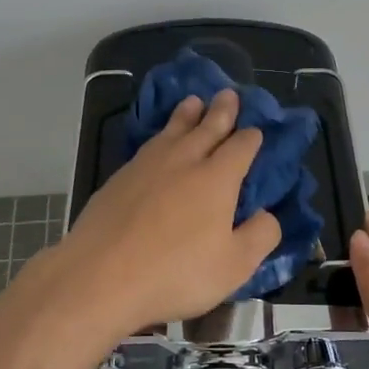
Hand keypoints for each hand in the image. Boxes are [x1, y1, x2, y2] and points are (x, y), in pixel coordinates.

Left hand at [51, 91, 281, 338]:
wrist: (101, 274)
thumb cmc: (176, 272)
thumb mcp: (234, 266)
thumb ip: (259, 236)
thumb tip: (267, 214)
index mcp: (217, 178)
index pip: (241, 147)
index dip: (251, 138)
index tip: (256, 131)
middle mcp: (185, 160)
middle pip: (208, 127)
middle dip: (222, 111)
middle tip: (228, 94)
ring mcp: (148, 164)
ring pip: (174, 129)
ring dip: (187, 114)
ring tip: (194, 101)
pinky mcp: (121, 176)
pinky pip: (150, 143)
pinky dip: (162, 133)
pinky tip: (159, 140)